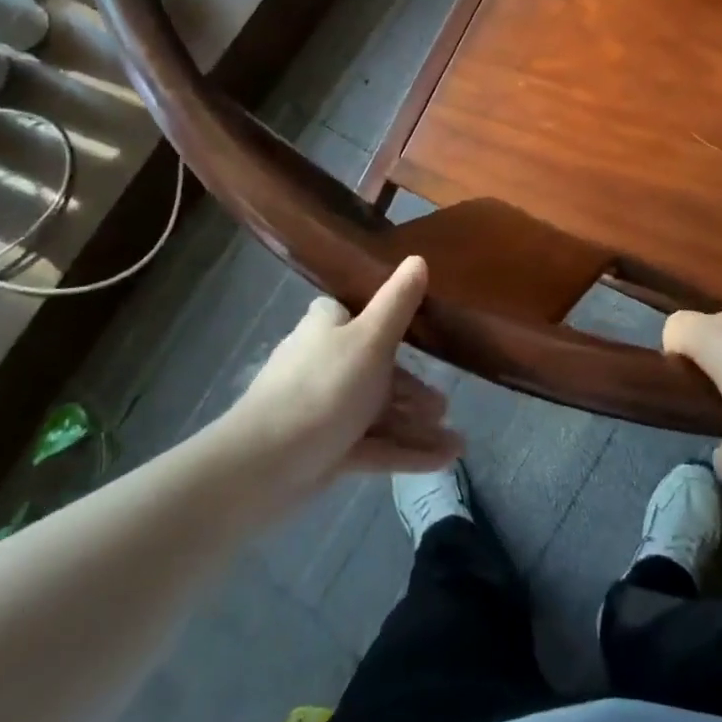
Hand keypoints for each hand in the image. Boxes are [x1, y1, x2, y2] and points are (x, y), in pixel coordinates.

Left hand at [216, 257, 461, 501]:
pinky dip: (407, 451)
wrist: (266, 464)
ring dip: (417, 424)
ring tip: (456, 440)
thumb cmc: (324, 387)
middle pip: (378, 369)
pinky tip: (444, 459)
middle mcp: (326, 362)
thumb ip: (398, 302)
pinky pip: (376, 445)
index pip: (360, 314)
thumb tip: (417, 257)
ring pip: (380, 412)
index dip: (392, 321)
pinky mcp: (328, 449)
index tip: (429, 332)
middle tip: (445, 404)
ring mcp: (326, 409)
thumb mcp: (370, 338)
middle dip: (415, 389)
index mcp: (329, 328)